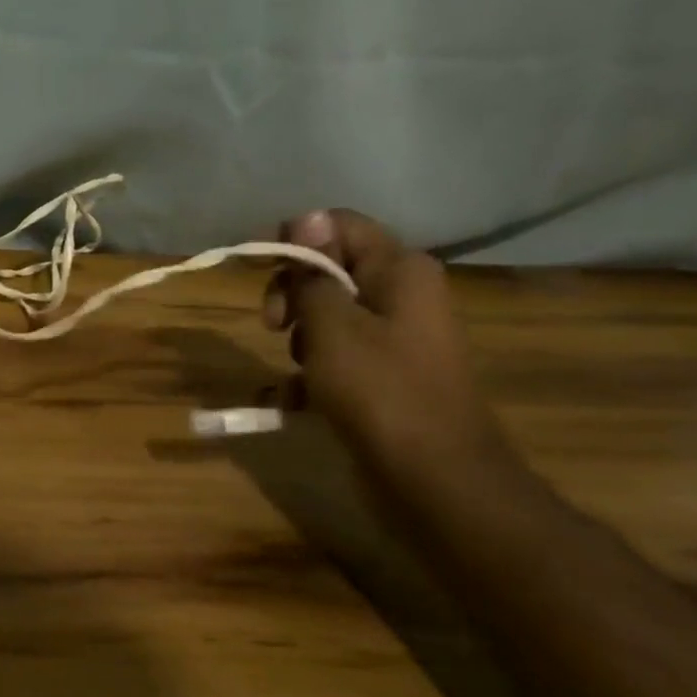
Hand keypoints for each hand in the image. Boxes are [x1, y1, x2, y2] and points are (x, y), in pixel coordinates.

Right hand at [263, 210, 512, 485]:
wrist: (435, 479)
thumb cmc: (379, 391)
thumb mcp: (331, 326)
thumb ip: (311, 273)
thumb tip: (305, 217)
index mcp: (399, 270)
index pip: (338, 224)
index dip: (294, 238)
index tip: (260, 269)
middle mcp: (402, 295)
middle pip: (329, 269)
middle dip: (291, 293)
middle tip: (272, 324)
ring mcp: (395, 338)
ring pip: (328, 316)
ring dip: (298, 338)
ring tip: (292, 370)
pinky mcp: (385, 375)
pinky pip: (337, 357)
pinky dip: (310, 374)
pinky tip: (288, 400)